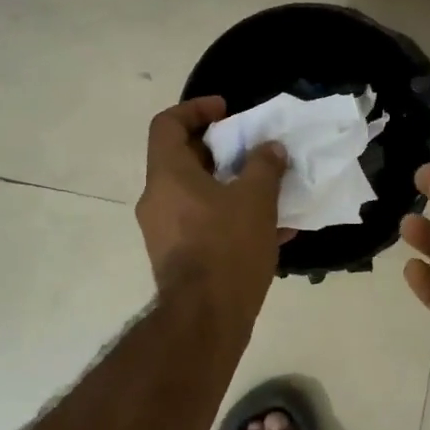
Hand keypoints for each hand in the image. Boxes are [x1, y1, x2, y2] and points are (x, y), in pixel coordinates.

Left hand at [136, 97, 288, 336]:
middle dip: (221, 150)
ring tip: (268, 189)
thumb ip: (264, 166)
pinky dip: (231, 217)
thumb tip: (270, 149)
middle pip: (183, 158)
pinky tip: (272, 229)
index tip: (227, 111)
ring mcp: (164, 231)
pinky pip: (203, 223)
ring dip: (230, 185)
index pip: (167, 124)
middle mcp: (157, 199)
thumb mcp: (255, 200)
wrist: (205, 320)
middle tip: (252, 150)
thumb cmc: (226, 248)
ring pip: (196, 193)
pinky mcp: (177, 257)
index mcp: (168, 175)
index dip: (195, 109)